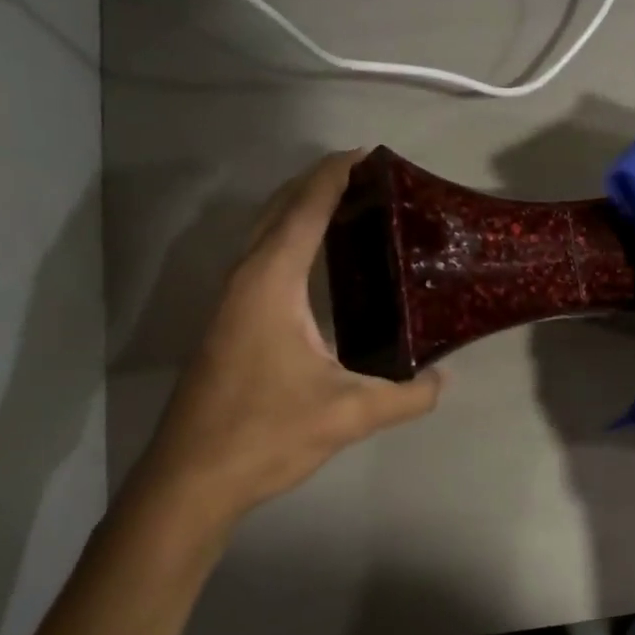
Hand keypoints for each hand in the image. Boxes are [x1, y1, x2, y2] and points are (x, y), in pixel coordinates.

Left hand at [127, 151, 443, 540]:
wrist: (190, 480)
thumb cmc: (265, 434)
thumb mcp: (349, 415)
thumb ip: (406, 395)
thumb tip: (444, 379)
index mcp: (271, 282)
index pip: (305, 209)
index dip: (335, 175)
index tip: (370, 154)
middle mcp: (246, 278)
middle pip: (280, 209)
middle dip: (319, 182)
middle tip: (371, 177)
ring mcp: (231, 300)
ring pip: (266, 232)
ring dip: (302, 208)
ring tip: (351, 207)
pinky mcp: (229, 322)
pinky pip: (263, 258)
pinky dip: (291, 238)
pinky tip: (318, 263)